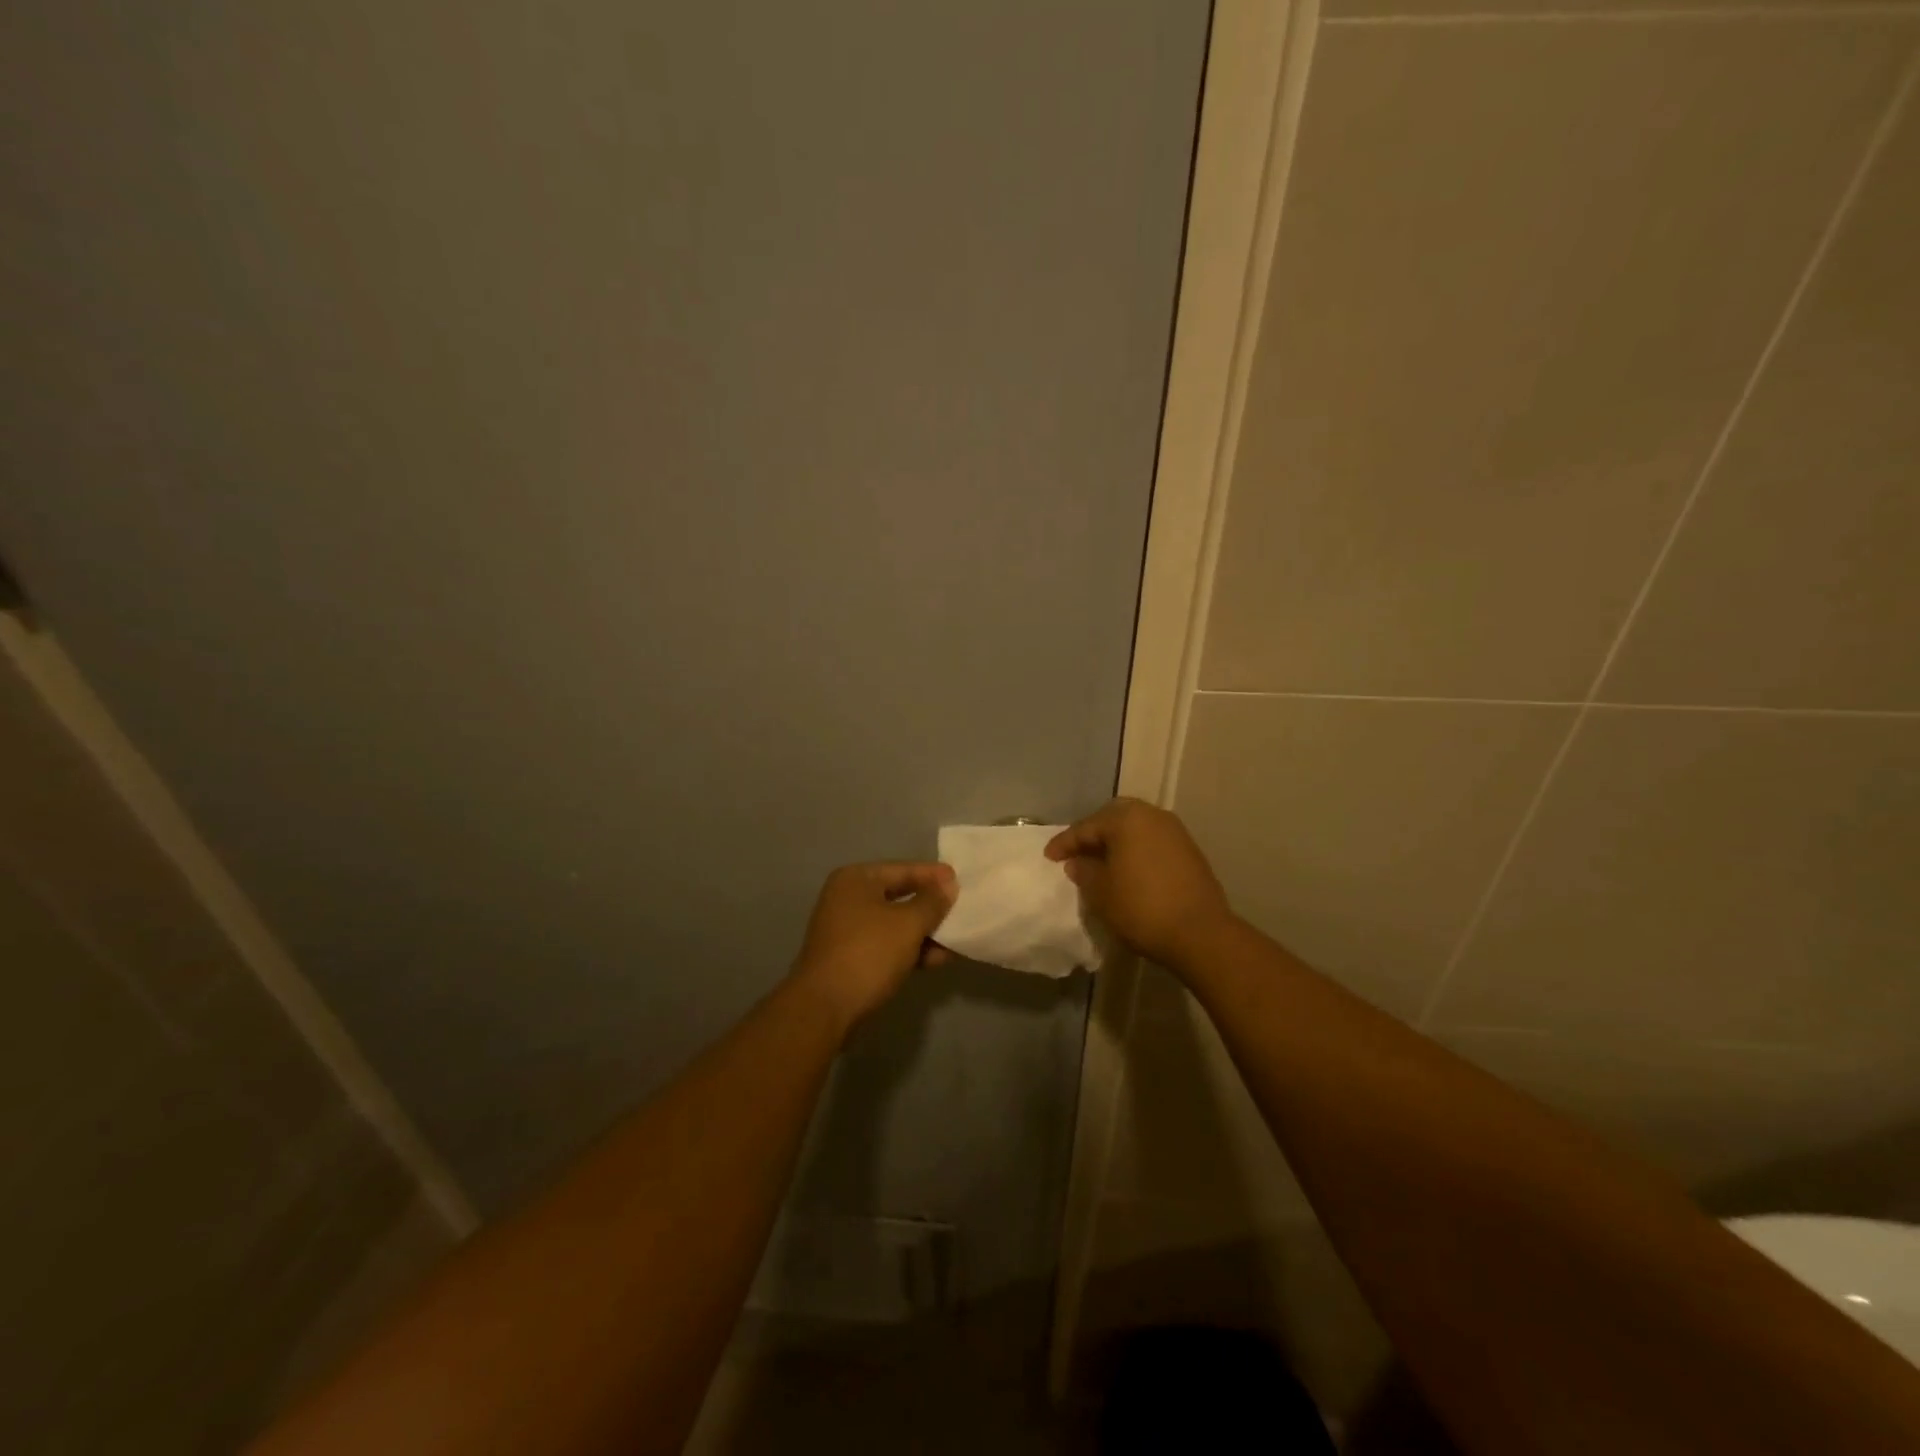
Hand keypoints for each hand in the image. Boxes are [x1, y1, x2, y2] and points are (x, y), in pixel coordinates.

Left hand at [791, 862, 956, 1032]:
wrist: (825, 1008)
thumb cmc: (868, 953)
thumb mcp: (908, 924)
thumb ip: (932, 902)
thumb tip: (949, 884)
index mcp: (856, 880)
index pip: (902, 869)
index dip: (933, 875)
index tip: (961, 880)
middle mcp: (847, 899)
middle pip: (899, 895)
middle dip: (931, 906)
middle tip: (962, 909)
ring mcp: (846, 930)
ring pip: (894, 924)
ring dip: (924, 932)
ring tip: (956, 940)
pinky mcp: (850, 958)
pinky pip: (887, 945)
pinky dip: (910, 949)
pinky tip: (936, 960)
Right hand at [1046, 798, 1233, 965]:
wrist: (1200, 933)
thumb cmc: (1141, 908)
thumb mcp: (1101, 892)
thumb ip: (1084, 871)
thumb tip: (1078, 862)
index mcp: (1126, 819)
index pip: (1086, 827)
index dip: (1064, 843)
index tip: (1048, 857)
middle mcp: (1152, 815)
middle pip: (1113, 818)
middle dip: (1093, 834)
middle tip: (1076, 853)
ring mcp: (1175, 831)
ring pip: (1136, 828)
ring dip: (1116, 841)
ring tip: (1101, 863)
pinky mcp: (1189, 850)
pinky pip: (1152, 841)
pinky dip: (1136, 850)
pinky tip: (1128, 870)